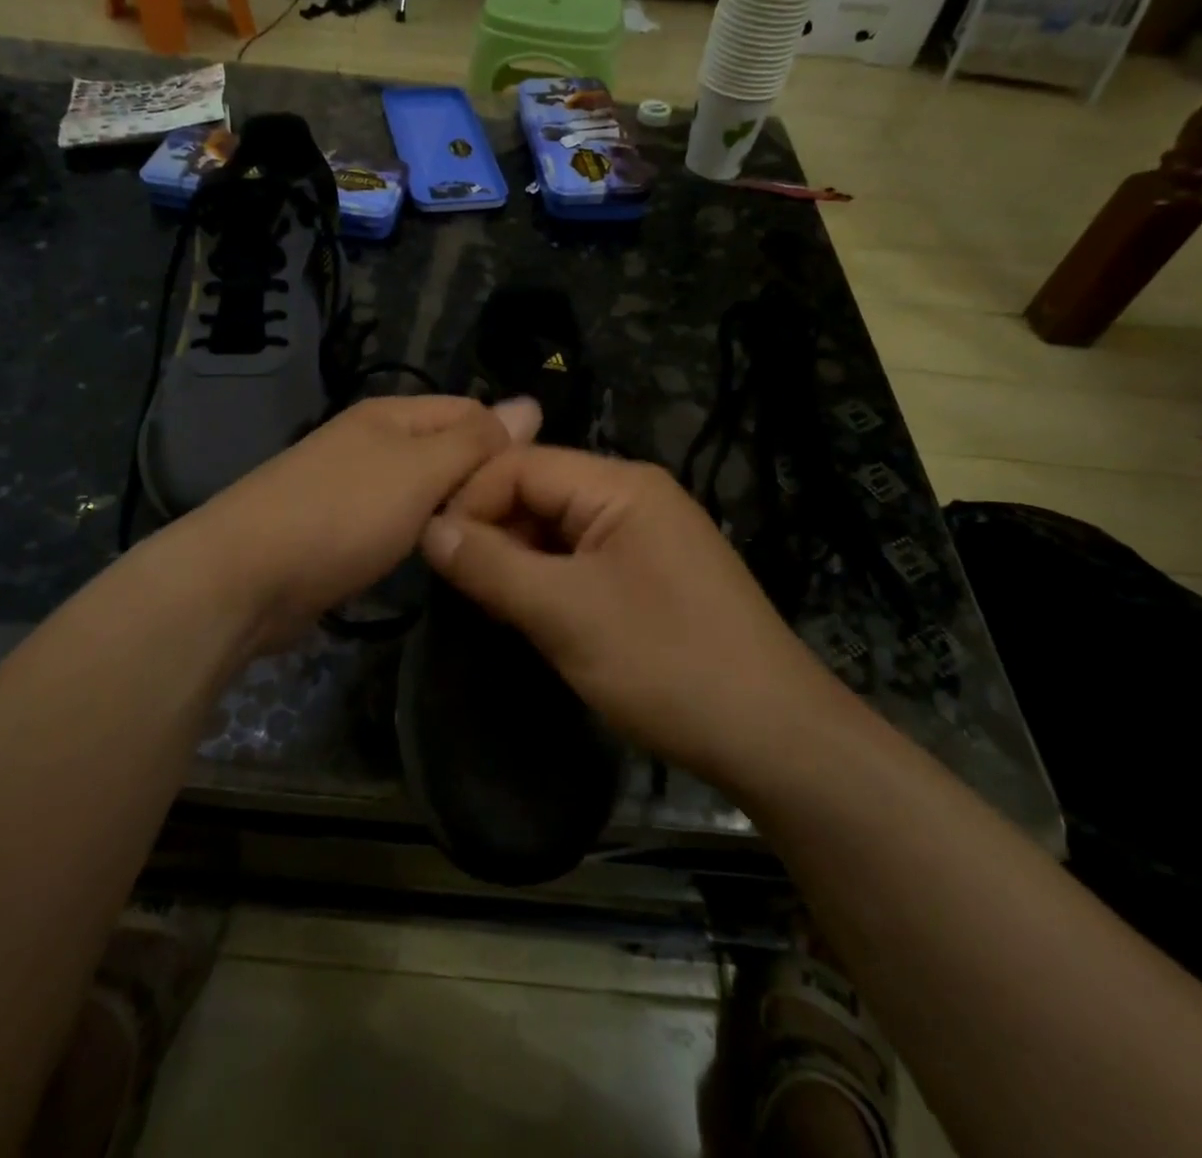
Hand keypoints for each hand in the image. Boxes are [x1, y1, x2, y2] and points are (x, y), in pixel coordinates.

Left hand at [192, 395, 540, 648]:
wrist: (243, 577)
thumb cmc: (341, 515)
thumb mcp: (420, 471)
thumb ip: (475, 441)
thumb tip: (530, 403)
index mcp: (392, 414)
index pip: (471, 411)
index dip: (506, 444)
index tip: (530, 494)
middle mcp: (371, 440)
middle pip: (446, 450)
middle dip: (477, 482)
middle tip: (510, 528)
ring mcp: (350, 484)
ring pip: (421, 489)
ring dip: (447, 511)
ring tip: (480, 542)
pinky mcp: (337, 526)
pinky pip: (394, 520)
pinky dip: (415, 534)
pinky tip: (431, 555)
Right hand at [421, 447, 818, 779]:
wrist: (772, 735)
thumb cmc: (665, 663)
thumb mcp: (564, 613)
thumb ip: (491, 565)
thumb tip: (429, 529)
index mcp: (620, 485)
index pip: (522, 465)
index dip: (471, 500)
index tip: (433, 552)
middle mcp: (634, 496)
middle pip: (539, 492)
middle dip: (493, 532)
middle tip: (456, 586)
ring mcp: (647, 536)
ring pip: (557, 529)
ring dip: (518, 560)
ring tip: (487, 605)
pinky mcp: (651, 574)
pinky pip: (582, 560)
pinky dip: (548, 581)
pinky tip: (531, 615)